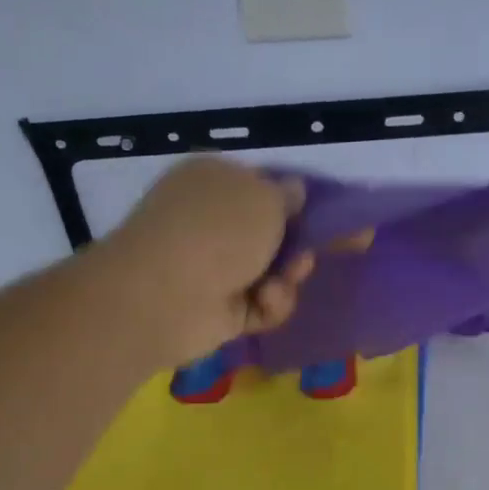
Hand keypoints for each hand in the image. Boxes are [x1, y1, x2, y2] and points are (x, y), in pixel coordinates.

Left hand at [105, 157, 313, 364]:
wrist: (168, 294)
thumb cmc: (219, 229)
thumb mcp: (267, 197)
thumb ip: (287, 195)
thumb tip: (293, 190)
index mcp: (212, 179)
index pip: (258, 185)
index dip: (290, 202)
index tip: (320, 217)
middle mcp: (209, 221)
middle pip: (268, 234)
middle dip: (295, 248)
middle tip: (307, 257)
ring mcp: (211, 267)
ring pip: (269, 273)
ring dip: (286, 279)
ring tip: (283, 282)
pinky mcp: (218, 310)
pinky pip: (260, 306)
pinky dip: (270, 305)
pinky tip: (264, 301)